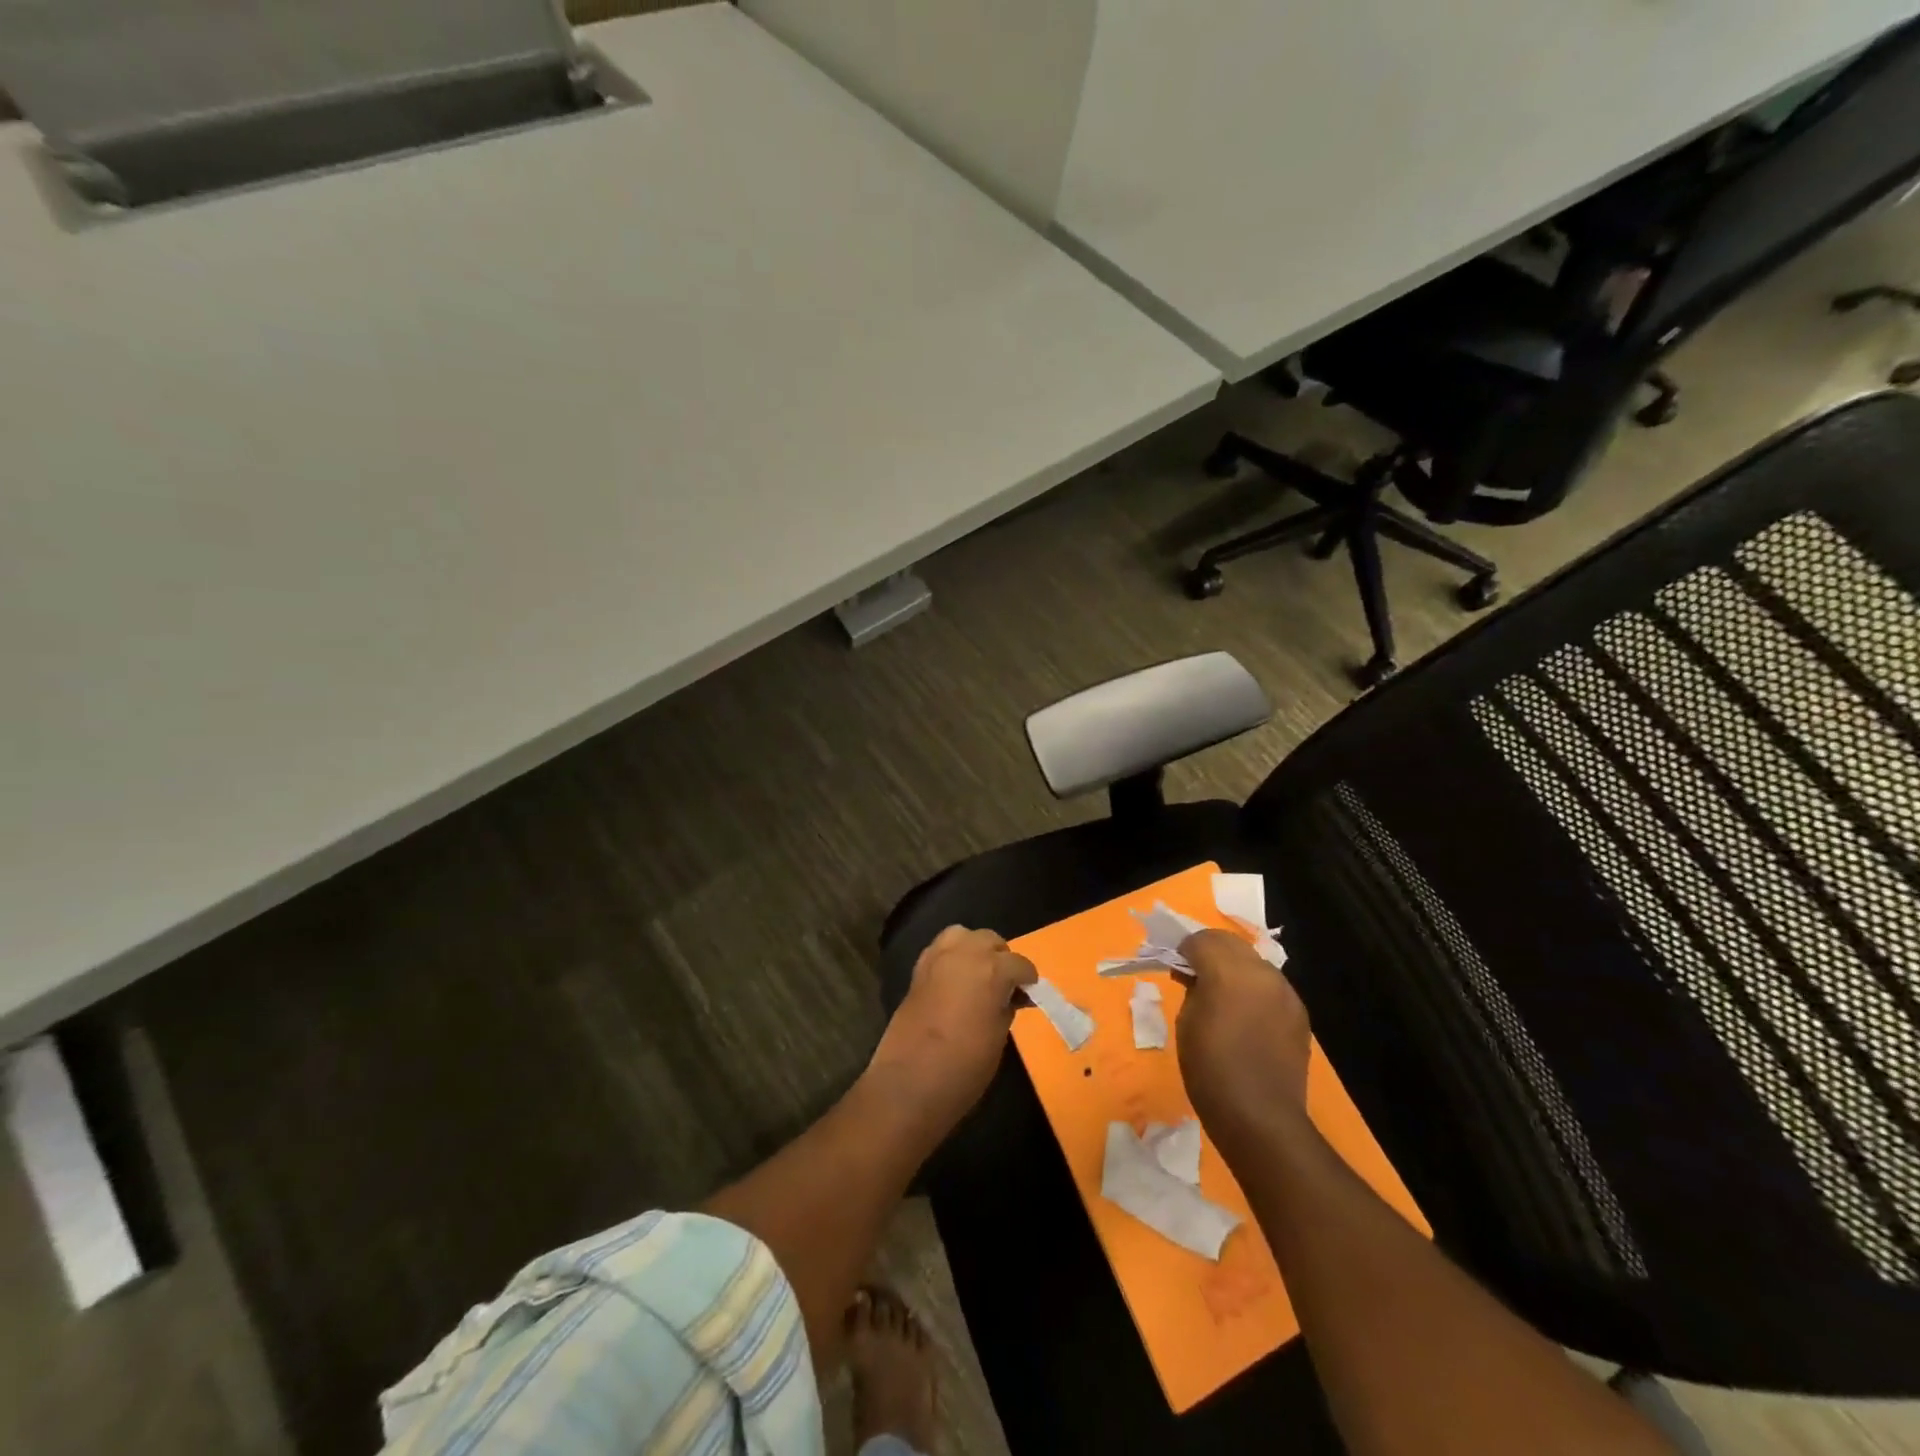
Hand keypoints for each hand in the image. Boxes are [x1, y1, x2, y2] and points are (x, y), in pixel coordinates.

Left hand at [867, 926, 1036, 1133]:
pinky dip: (952, 957)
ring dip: (974, 950)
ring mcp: (937, 957)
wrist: (910, 1081)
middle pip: (990, 940)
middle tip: (1004, 986)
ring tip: (979, 976)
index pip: (1019, 964)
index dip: (1027, 980)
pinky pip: (941, 949)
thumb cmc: (965, 1066)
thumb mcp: (999, 1037)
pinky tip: (956, 980)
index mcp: (992, 969)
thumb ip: (1005, 1007)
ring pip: (963, 936)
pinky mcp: (918, 969)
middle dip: (1001, 959)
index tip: (1029, 994)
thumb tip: (1006, 997)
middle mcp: (965, 953)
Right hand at [1176, 930, 1312, 1151]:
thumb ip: (1192, 988)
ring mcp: (1286, 993)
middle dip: (1211, 954)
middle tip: (1196, 979)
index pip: (1203, 939)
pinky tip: (1246, 1019)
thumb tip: (1197, 977)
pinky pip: (1270, 988)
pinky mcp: (1299, 1014)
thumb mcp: (1186, 1023)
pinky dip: (1254, 991)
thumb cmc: (1211, 1070)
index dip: (1186, 950)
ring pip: (1254, 963)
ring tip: (1223, 1001)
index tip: (1178, 970)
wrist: (1261, 1119)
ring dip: (1235, 971)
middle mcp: (1262, 973)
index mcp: (1229, 972)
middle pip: (1231, 944)